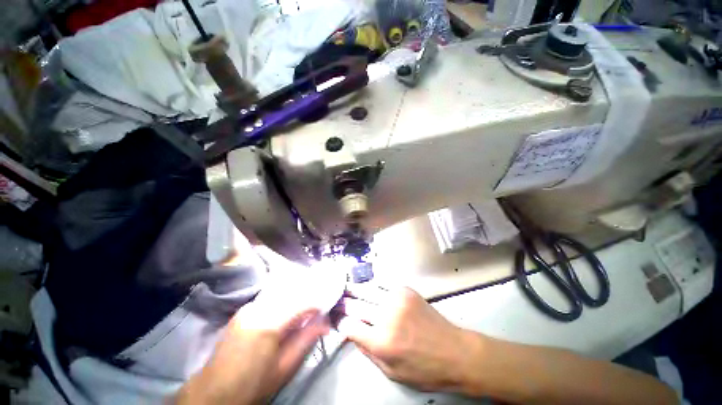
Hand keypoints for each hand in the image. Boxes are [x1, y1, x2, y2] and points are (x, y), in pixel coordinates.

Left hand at [175, 288, 329, 404]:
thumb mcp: (284, 368)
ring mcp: (249, 307)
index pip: (302, 303)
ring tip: (304, 308)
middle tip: (317, 306)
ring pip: (280, 293)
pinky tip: (286, 310)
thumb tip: (325, 321)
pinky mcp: (243, 310)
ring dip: (295, 297)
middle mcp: (258, 308)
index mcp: (269, 323)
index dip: (317, 303)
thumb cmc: (252, 385)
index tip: (326, 309)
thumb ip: (306, 339)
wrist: (213, 393)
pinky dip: (282, 301)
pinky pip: (269, 298)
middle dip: (307, 296)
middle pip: (291, 293)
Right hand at [336, 285, 483, 391]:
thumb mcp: (392, 372)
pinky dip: (373, 287)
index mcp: (382, 342)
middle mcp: (386, 316)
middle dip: (343, 303)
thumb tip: (352, 333)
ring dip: (355, 290)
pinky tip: (368, 287)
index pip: (350, 326)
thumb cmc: (424, 369)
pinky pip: (383, 285)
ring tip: (345, 289)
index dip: (340, 322)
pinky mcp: (406, 290)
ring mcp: (397, 299)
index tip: (335, 319)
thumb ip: (368, 352)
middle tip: (335, 300)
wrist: (455, 351)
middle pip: (356, 305)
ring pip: (367, 291)